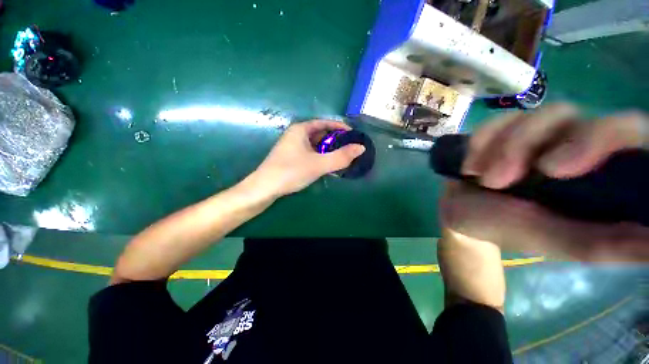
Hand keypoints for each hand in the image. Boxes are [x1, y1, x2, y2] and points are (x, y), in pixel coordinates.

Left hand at [248, 120, 365, 197]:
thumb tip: (361, 148)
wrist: (265, 188)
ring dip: (328, 150)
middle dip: (335, 140)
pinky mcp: (291, 157)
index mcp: (301, 130)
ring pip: (315, 144)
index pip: (324, 123)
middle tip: (349, 148)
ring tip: (341, 157)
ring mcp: (292, 146)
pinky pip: (310, 153)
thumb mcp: (319, 164)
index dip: (340, 127)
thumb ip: (340, 157)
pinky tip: (326, 165)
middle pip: (320, 133)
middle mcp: (296, 135)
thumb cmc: (291, 171)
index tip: (352, 134)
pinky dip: (320, 156)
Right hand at [440, 103, 648, 261]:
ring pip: (531, 116)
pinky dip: (481, 142)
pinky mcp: (504, 131)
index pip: (628, 132)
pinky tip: (470, 167)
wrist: (460, 214)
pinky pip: (497, 121)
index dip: (605, 137)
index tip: (557, 170)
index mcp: (597, 174)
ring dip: (501, 149)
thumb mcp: (554, 241)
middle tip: (502, 178)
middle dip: (529, 143)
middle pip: (572, 115)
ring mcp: (537, 135)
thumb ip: (605, 242)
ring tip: (481, 179)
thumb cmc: (505, 230)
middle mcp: (573, 145)